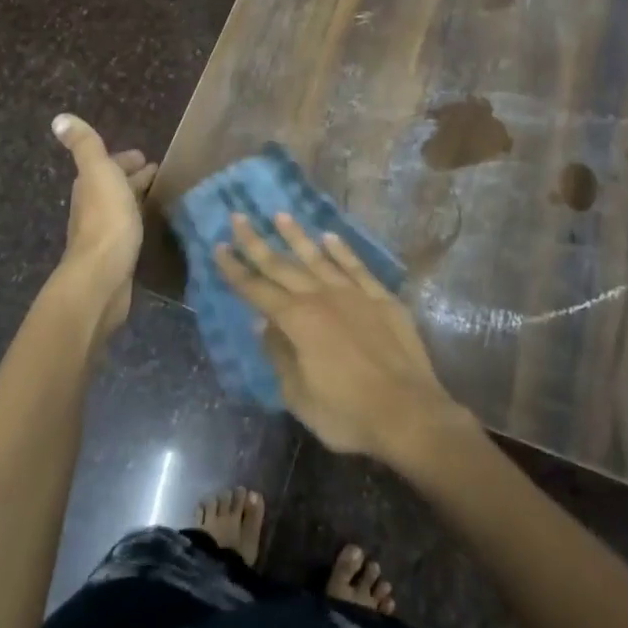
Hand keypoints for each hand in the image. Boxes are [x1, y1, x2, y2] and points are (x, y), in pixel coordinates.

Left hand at [51, 114, 155, 338]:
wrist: (102, 276)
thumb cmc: (105, 220)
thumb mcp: (98, 173)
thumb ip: (85, 146)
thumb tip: (59, 118)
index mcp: (89, 186)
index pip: (108, 165)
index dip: (125, 160)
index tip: (147, 158)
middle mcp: (92, 208)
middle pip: (114, 186)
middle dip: (133, 177)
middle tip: (158, 173)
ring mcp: (104, 233)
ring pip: (122, 207)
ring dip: (137, 198)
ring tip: (159, 195)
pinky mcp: (117, 256)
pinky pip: (129, 230)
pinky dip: (139, 220)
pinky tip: (150, 225)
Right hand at [215, 213, 468, 464]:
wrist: (408, 413)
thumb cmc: (347, 413)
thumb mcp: (299, 396)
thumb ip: (279, 354)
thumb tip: (263, 323)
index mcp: (297, 321)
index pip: (257, 290)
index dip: (235, 269)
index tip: (219, 247)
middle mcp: (321, 297)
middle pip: (282, 265)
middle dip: (256, 242)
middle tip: (238, 216)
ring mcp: (353, 293)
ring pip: (318, 257)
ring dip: (297, 236)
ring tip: (280, 215)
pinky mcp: (381, 297)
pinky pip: (356, 266)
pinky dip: (342, 250)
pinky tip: (330, 237)